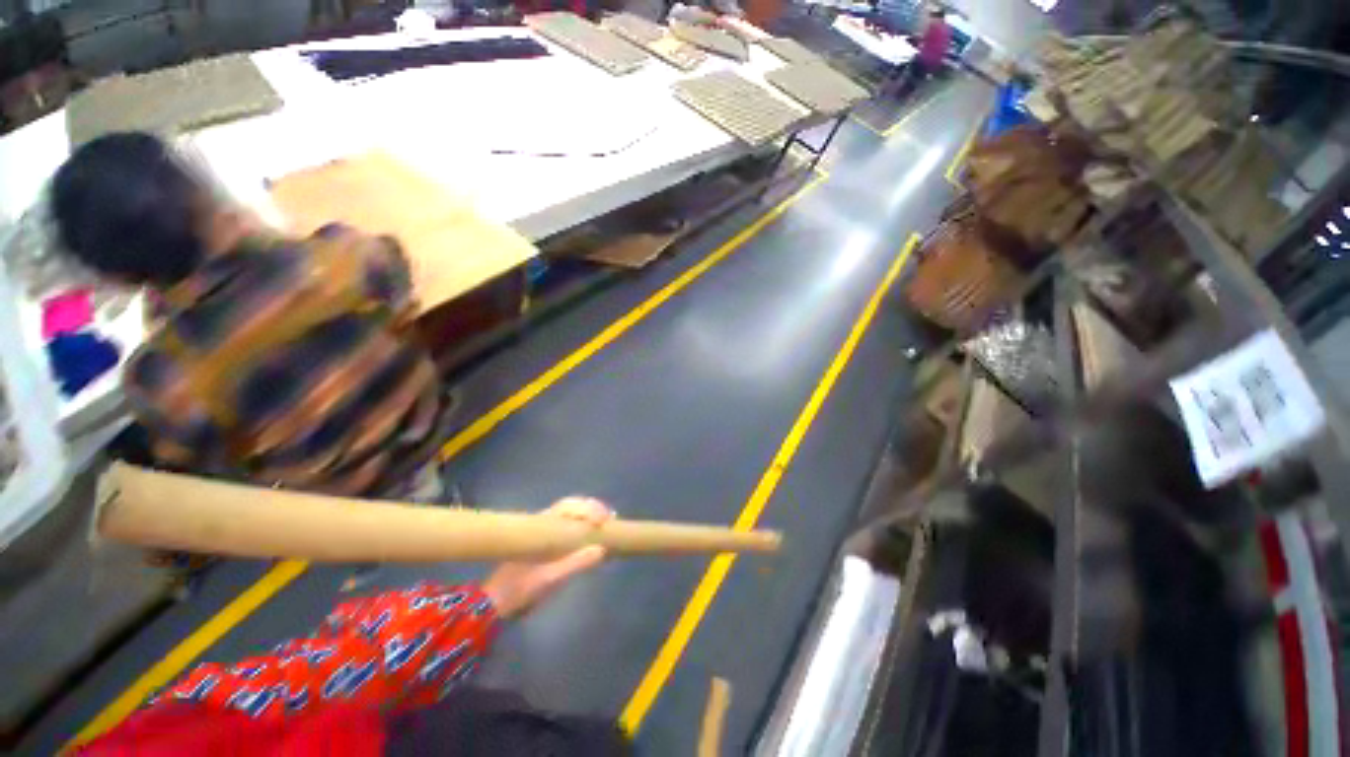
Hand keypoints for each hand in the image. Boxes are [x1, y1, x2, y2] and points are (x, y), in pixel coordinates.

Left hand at [481, 497, 613, 618]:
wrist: (494, 603)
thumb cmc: (520, 588)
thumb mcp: (548, 579)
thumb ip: (574, 564)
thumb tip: (602, 549)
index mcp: (543, 525)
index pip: (571, 506)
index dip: (591, 509)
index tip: (605, 519)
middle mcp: (545, 522)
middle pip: (574, 505)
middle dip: (594, 509)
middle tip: (610, 518)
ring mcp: (545, 531)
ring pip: (572, 514)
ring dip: (590, 515)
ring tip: (607, 523)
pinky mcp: (547, 542)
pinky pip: (569, 526)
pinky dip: (584, 526)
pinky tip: (593, 535)